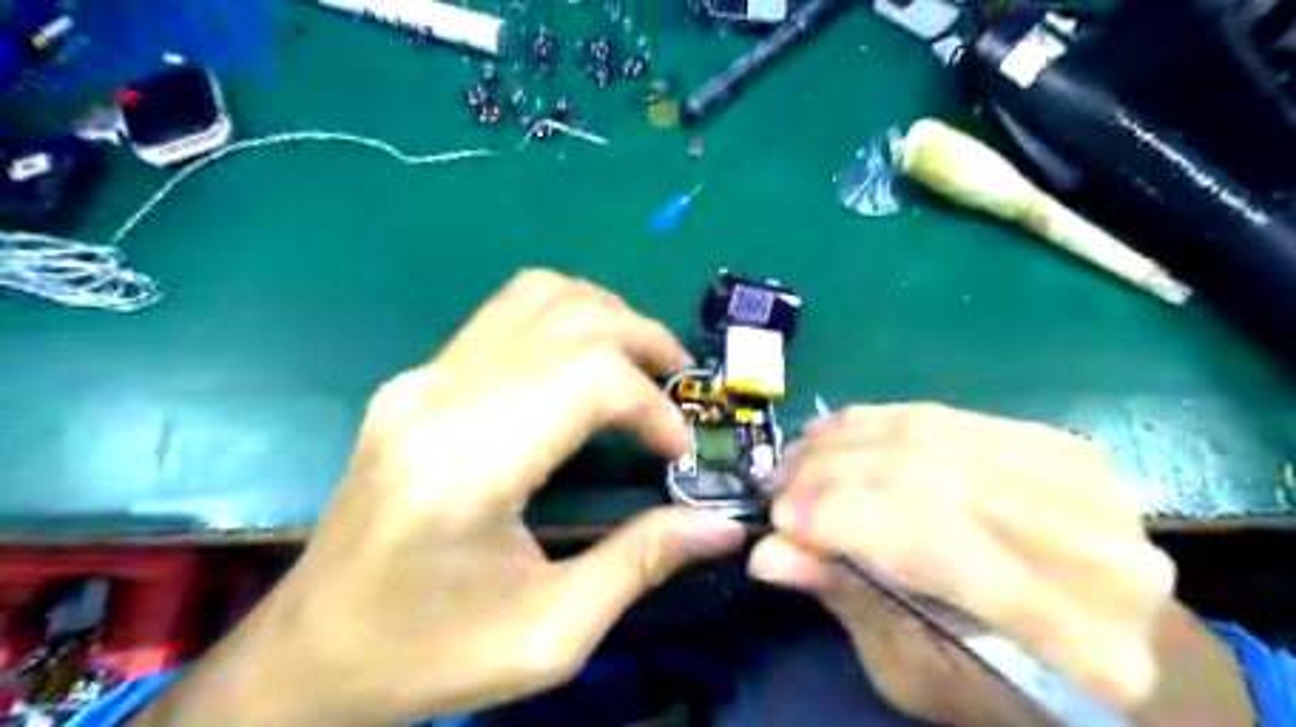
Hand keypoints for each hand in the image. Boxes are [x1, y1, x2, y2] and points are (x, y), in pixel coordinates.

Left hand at [135, 269, 745, 725]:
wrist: (309, 652)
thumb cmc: (426, 655)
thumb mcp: (549, 634)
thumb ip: (640, 563)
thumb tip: (720, 525)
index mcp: (467, 464)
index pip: (588, 378)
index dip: (652, 405)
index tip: (677, 452)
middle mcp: (439, 397)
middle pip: (570, 318)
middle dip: (644, 340)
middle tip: (681, 385)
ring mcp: (420, 378)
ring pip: (536, 295)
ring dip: (606, 316)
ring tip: (643, 362)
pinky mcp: (416, 379)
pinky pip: (506, 316)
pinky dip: (566, 322)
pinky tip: (588, 364)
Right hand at [745, 402, 1182, 726]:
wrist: (1107, 639)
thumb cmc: (1003, 680)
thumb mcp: (917, 671)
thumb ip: (850, 601)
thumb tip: (768, 554)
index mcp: (1072, 637)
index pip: (934, 544)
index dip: (842, 520)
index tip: (776, 523)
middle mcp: (1094, 547)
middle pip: (929, 479)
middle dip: (833, 476)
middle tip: (777, 487)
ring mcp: (1084, 480)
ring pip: (930, 436)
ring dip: (846, 443)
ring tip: (798, 458)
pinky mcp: (1057, 441)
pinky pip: (943, 416)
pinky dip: (878, 422)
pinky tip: (836, 434)